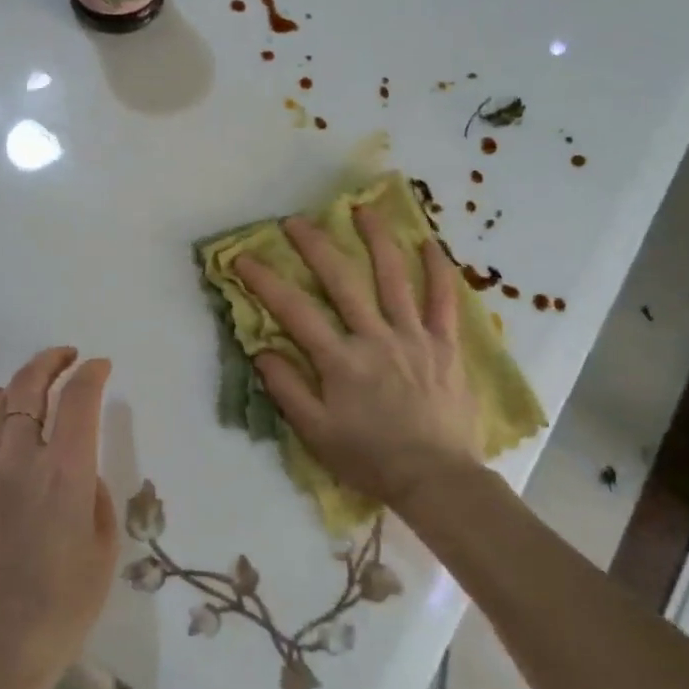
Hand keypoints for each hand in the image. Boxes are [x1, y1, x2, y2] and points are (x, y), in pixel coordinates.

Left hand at [0, 347, 118, 688]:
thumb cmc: (66, 601)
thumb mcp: (104, 543)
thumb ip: (94, 491)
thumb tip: (80, 467)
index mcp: (66, 475)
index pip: (78, 400)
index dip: (91, 374)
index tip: (102, 366)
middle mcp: (22, 462)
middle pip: (32, 388)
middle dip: (53, 362)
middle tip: (71, 356)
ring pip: (2, 404)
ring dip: (25, 381)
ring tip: (42, 378)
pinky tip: (8, 408)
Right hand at [237, 206, 480, 511]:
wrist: (435, 479)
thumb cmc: (370, 458)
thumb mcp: (315, 433)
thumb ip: (286, 388)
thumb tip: (262, 348)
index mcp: (340, 361)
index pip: (294, 310)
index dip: (264, 281)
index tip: (243, 257)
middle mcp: (375, 338)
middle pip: (341, 280)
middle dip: (315, 246)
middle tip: (296, 221)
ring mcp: (414, 337)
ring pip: (394, 278)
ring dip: (376, 239)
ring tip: (362, 208)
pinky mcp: (445, 345)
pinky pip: (444, 301)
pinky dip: (438, 270)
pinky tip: (429, 243)